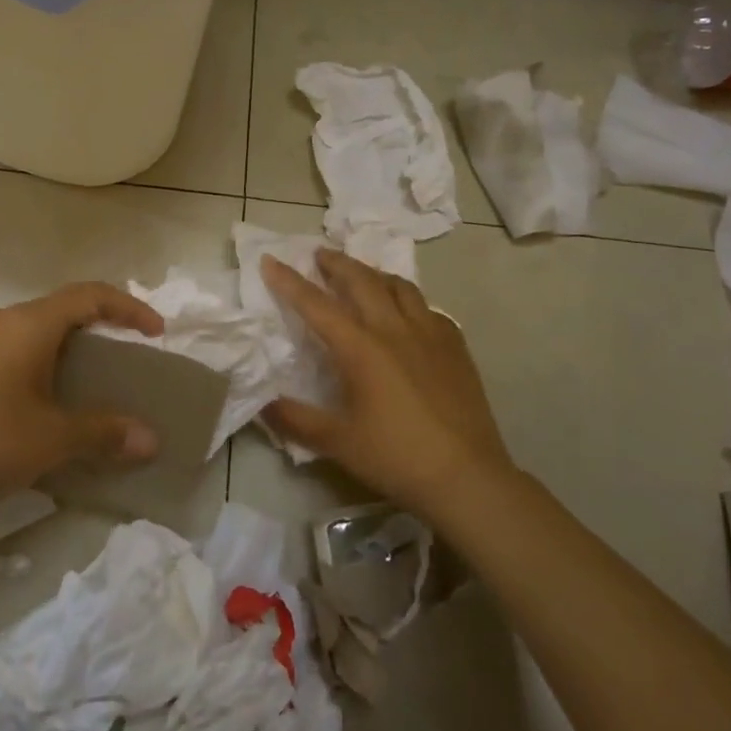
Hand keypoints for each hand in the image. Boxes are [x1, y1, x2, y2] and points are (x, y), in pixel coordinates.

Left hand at [0, 283, 165, 521]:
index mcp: (28, 324)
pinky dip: (46, 358)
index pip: (90, 295)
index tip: (156, 331)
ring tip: (95, 374)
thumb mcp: (53, 439)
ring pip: (38, 327)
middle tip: (130, 350)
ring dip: (72, 342)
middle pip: (63, 307)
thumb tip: (152, 440)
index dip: (129, 308)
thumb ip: (105, 431)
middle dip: (102, 323)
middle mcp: (2, 320)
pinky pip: (16, 346)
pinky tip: (48, 394)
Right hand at [261, 249, 516, 526]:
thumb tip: (263, 403)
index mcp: (361, 348)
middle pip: (361, 281)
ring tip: (362, 273)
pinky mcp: (455, 348)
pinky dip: (409, 300)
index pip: (316, 305)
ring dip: (374, 273)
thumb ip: (296, 420)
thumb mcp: (337, 443)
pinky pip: (428, 309)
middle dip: (336, 263)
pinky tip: (408, 313)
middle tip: (319, 254)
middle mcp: (394, 330)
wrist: (467, 477)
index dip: (289, 282)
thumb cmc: (397, 457)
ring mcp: (430, 334)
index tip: (270, 260)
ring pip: (399, 287)